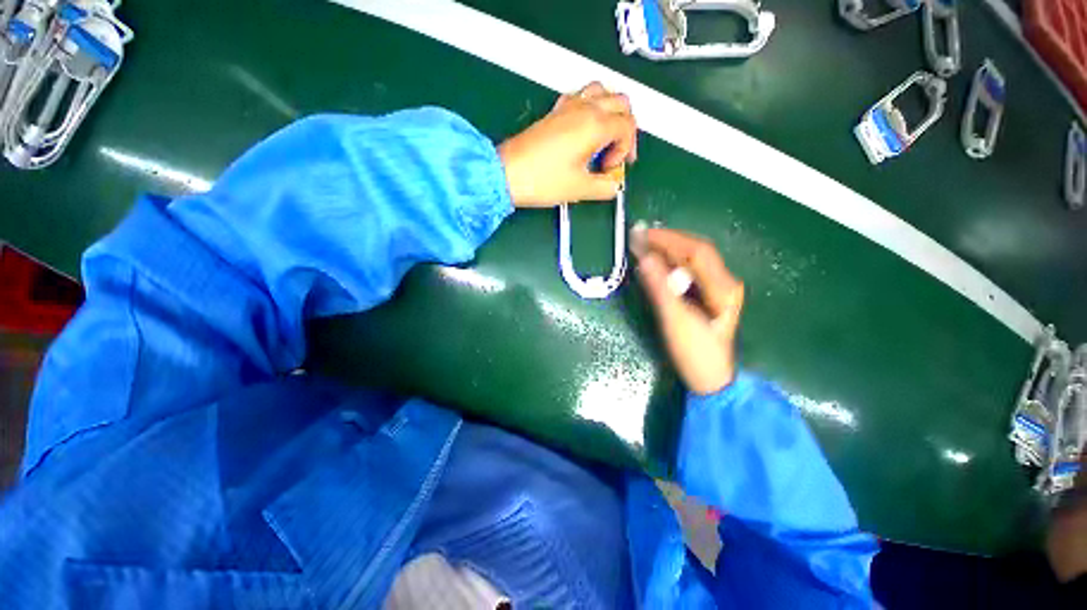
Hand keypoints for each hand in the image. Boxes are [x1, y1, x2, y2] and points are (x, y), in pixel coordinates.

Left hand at [498, 82, 637, 207]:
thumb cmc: (543, 180)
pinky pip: (581, 96)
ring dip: (612, 111)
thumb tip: (613, 186)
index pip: (627, 127)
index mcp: (595, 125)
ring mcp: (568, 106)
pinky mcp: (554, 111)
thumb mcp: (580, 189)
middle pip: (621, 103)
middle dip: (626, 128)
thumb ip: (604, 187)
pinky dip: (592, 108)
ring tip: (606, 137)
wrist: (507, 173)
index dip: (625, 150)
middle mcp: (584, 108)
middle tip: (617, 153)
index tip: (611, 169)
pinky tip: (585, 130)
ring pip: (602, 92)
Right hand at [634, 227, 743, 394]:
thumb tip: (643, 257)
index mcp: (722, 286)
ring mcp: (717, 289)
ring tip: (643, 246)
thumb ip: (659, 287)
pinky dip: (669, 264)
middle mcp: (724, 282)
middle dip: (667, 241)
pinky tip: (655, 264)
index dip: (668, 238)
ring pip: (691, 260)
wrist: (710, 379)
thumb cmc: (694, 352)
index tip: (642, 234)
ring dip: (667, 251)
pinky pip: (688, 272)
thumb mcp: (674, 319)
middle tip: (639, 237)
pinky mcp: (708, 296)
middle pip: (695, 251)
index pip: (695, 250)